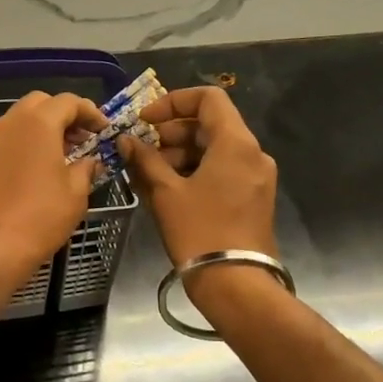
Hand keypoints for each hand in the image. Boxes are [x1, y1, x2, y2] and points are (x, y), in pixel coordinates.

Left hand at [0, 92, 107, 296]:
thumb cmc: (39, 216)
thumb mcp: (75, 193)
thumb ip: (86, 169)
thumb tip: (90, 161)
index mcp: (38, 122)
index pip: (68, 101)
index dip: (91, 113)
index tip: (105, 131)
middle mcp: (13, 123)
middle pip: (42, 104)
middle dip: (66, 115)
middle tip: (85, 139)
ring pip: (24, 120)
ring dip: (48, 129)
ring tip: (70, 156)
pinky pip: (14, 140)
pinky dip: (32, 144)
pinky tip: (47, 169)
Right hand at [118, 87, 278, 269]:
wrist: (235, 282)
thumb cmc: (199, 231)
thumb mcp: (165, 192)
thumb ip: (145, 160)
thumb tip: (126, 140)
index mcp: (235, 143)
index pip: (208, 98)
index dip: (172, 102)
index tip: (145, 121)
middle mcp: (253, 153)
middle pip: (210, 124)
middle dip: (172, 133)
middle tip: (142, 152)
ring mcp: (256, 177)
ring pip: (215, 149)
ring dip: (180, 154)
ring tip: (149, 175)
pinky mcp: (253, 197)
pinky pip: (222, 170)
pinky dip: (195, 171)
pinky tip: (167, 190)